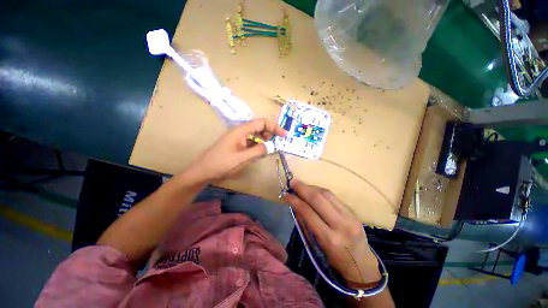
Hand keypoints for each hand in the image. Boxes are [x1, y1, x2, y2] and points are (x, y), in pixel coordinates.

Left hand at [188, 118, 285, 180]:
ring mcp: (238, 138)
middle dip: (270, 133)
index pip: (261, 122)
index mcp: (240, 130)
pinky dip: (258, 145)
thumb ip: (258, 150)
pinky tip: (260, 152)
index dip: (274, 127)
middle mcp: (240, 131)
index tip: (284, 136)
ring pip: (256, 134)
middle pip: (259, 126)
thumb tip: (271, 146)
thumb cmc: (221, 163)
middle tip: (276, 143)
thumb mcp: (242, 158)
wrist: (203, 171)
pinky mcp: (237, 144)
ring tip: (269, 149)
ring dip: (264, 139)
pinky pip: (251, 141)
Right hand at [283, 180, 380, 283]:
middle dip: (303, 188)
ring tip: (302, 185)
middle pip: (318, 199)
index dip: (295, 201)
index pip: (308, 212)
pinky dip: (321, 191)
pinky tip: (314, 190)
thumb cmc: (335, 259)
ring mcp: (349, 216)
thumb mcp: (317, 245)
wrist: (362, 264)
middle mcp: (340, 225)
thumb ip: (306, 223)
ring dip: (311, 187)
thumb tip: (296, 204)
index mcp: (329, 238)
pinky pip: (333, 196)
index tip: (286, 194)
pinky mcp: (353, 211)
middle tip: (293, 182)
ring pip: (326, 194)